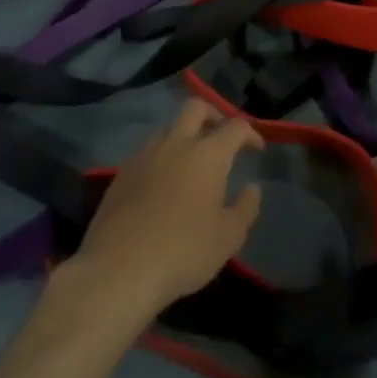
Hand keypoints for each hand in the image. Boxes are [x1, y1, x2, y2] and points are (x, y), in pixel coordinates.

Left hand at [64, 100, 262, 331]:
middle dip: (213, 114)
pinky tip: (162, 184)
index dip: (250, 133)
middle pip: (195, 108)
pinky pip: (147, 152)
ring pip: (167, 128)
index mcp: (207, 155)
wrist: (119, 269)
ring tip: (191, 162)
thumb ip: (245, 208)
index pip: (234, 127)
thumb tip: (251, 188)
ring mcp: (145, 155)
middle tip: (221, 136)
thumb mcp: (228, 238)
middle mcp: (176, 144)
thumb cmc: (183, 252)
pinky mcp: (122, 173)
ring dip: (183, 136)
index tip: (257, 148)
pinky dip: (161, 158)